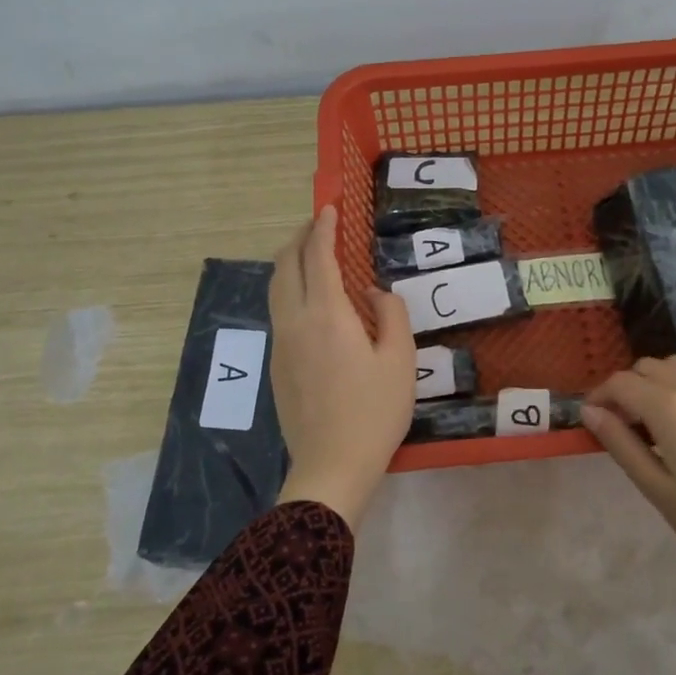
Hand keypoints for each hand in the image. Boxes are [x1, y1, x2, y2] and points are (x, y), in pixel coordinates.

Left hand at [269, 206, 415, 528]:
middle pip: (285, 265)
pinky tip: (310, 300)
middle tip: (319, 224)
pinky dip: (289, 289)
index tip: (329, 208)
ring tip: (311, 254)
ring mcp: (281, 344)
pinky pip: (279, 312)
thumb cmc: (374, 413)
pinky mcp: (277, 366)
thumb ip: (391, 314)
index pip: (318, 256)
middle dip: (299, 238)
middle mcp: (295, 322)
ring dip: (290, 262)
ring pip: (275, 288)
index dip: (323, 228)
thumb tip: (374, 293)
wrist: (331, 466)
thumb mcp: (400, 361)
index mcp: (326, 315)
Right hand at [582, 356, 675, 584]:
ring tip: (658, 422)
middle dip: (627, 387)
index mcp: (667, 406)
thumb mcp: (657, 488)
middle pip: (648, 366)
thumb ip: (621, 444)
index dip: (599, 396)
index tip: (593, 419)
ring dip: (657, 382)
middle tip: (625, 424)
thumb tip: (590, 411)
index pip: (620, 382)